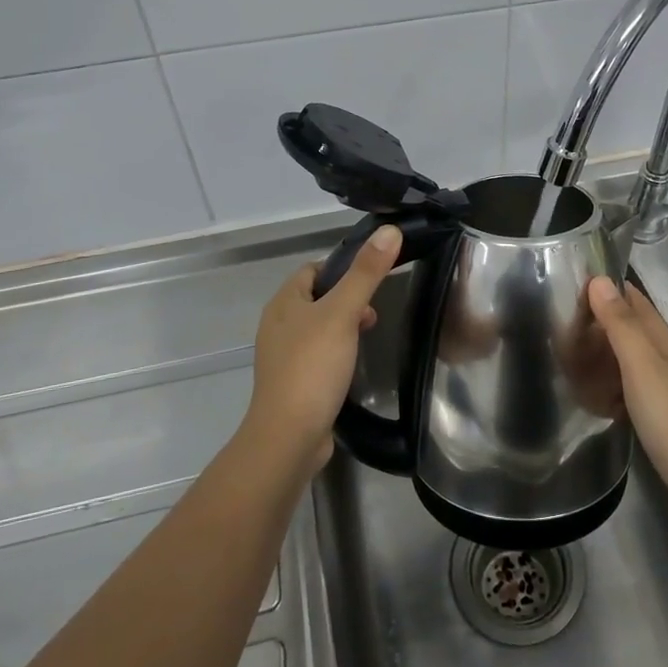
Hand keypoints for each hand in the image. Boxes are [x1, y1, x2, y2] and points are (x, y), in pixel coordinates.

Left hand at [246, 226, 400, 476]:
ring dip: (344, 326)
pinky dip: (336, 353)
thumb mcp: (343, 313)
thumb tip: (389, 230)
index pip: (313, 269)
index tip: (372, 278)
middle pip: (318, 298)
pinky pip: (318, 356)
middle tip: (374, 312)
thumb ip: (366, 273)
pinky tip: (353, 365)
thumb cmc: (313, 366)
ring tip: (369, 336)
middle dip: (348, 299)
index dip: (342, 268)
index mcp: (283, 303)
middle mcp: (278, 325)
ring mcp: (283, 357)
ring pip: (319, 327)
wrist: (289, 437)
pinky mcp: (293, 383)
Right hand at [587, 276, 667, 530]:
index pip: (634, 301)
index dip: (607, 288)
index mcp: (661, 341)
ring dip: (600, 355)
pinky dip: (607, 387)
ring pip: (625, 360)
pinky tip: (589, 397)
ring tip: (566, 357)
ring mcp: (662, 389)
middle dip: (598, 322)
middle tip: (559, 324)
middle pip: (628, 329)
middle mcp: (663, 359)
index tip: (571, 282)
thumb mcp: (640, 364)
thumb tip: (600, 280)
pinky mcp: (657, 417)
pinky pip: (625, 390)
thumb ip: (620, 324)